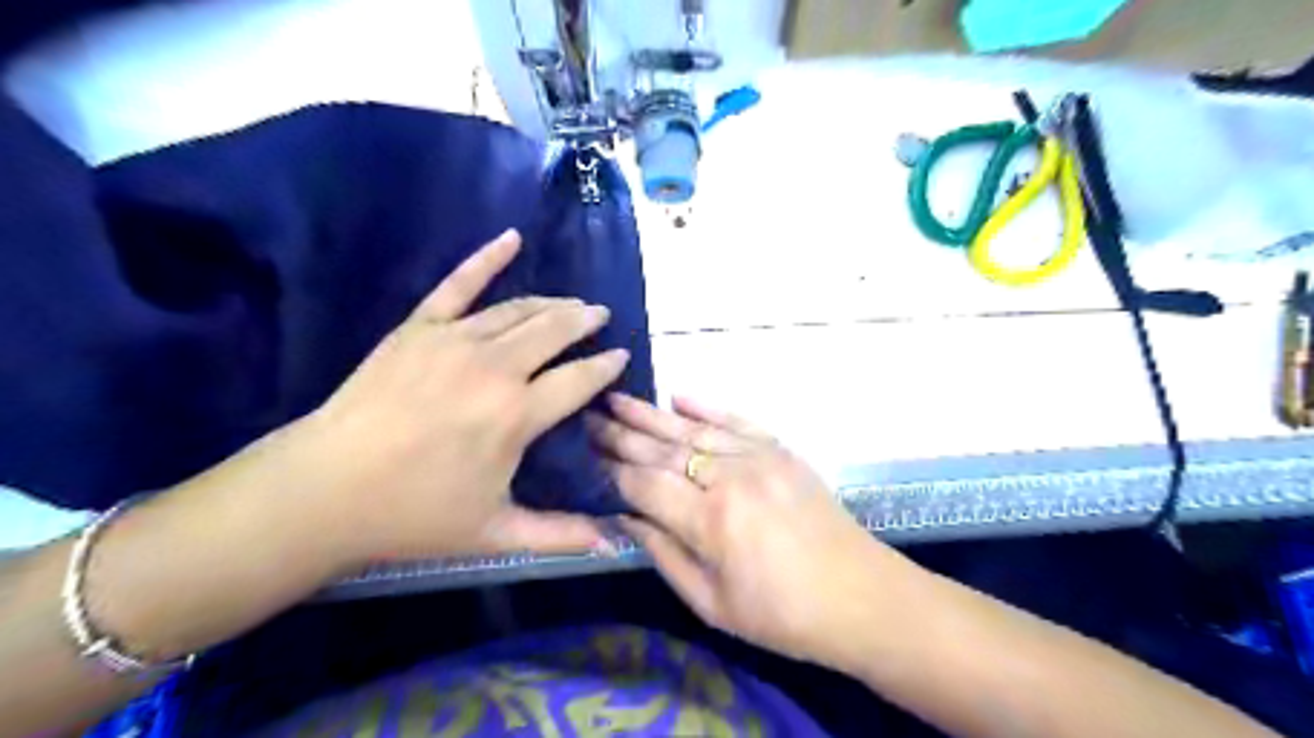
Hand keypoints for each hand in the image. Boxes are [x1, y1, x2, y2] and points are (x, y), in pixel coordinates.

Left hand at [283, 231, 629, 564]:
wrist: (324, 489)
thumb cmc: (414, 514)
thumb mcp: (495, 533)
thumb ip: (559, 535)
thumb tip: (612, 544)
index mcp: (518, 415)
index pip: (580, 379)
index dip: (606, 367)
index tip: (621, 357)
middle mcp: (496, 368)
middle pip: (555, 331)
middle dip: (585, 322)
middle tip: (600, 317)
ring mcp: (455, 340)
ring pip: (519, 309)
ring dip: (553, 303)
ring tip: (573, 302)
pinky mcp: (419, 327)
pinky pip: (459, 284)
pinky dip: (487, 258)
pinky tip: (511, 237)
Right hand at [592, 394, 916, 671]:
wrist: (861, 596)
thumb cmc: (782, 616)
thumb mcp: (712, 604)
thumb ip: (664, 554)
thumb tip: (625, 518)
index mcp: (710, 521)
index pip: (645, 485)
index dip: (611, 472)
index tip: (583, 456)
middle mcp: (730, 477)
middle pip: (664, 450)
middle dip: (621, 435)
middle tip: (587, 416)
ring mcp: (759, 457)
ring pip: (694, 430)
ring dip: (652, 414)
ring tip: (617, 399)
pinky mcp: (781, 450)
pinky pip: (737, 420)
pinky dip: (706, 407)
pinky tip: (678, 397)